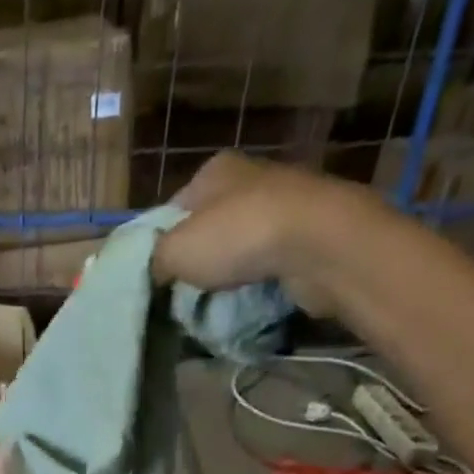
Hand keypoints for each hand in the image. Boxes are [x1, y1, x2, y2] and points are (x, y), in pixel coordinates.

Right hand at [151, 153, 373, 316]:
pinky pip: (270, 262)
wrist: (319, 243)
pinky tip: (251, 298)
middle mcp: (249, 178)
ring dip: (229, 274)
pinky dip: (259, 280)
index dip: (161, 245)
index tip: (158, 279)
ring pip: (240, 246)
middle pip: (208, 229)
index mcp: (214, 171)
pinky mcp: (308, 232)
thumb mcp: (175, 251)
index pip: (172, 210)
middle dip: (198, 262)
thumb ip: (155, 260)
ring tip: (217, 302)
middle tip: (184, 296)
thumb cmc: (238, 236)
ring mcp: (283, 203)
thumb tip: (156, 272)